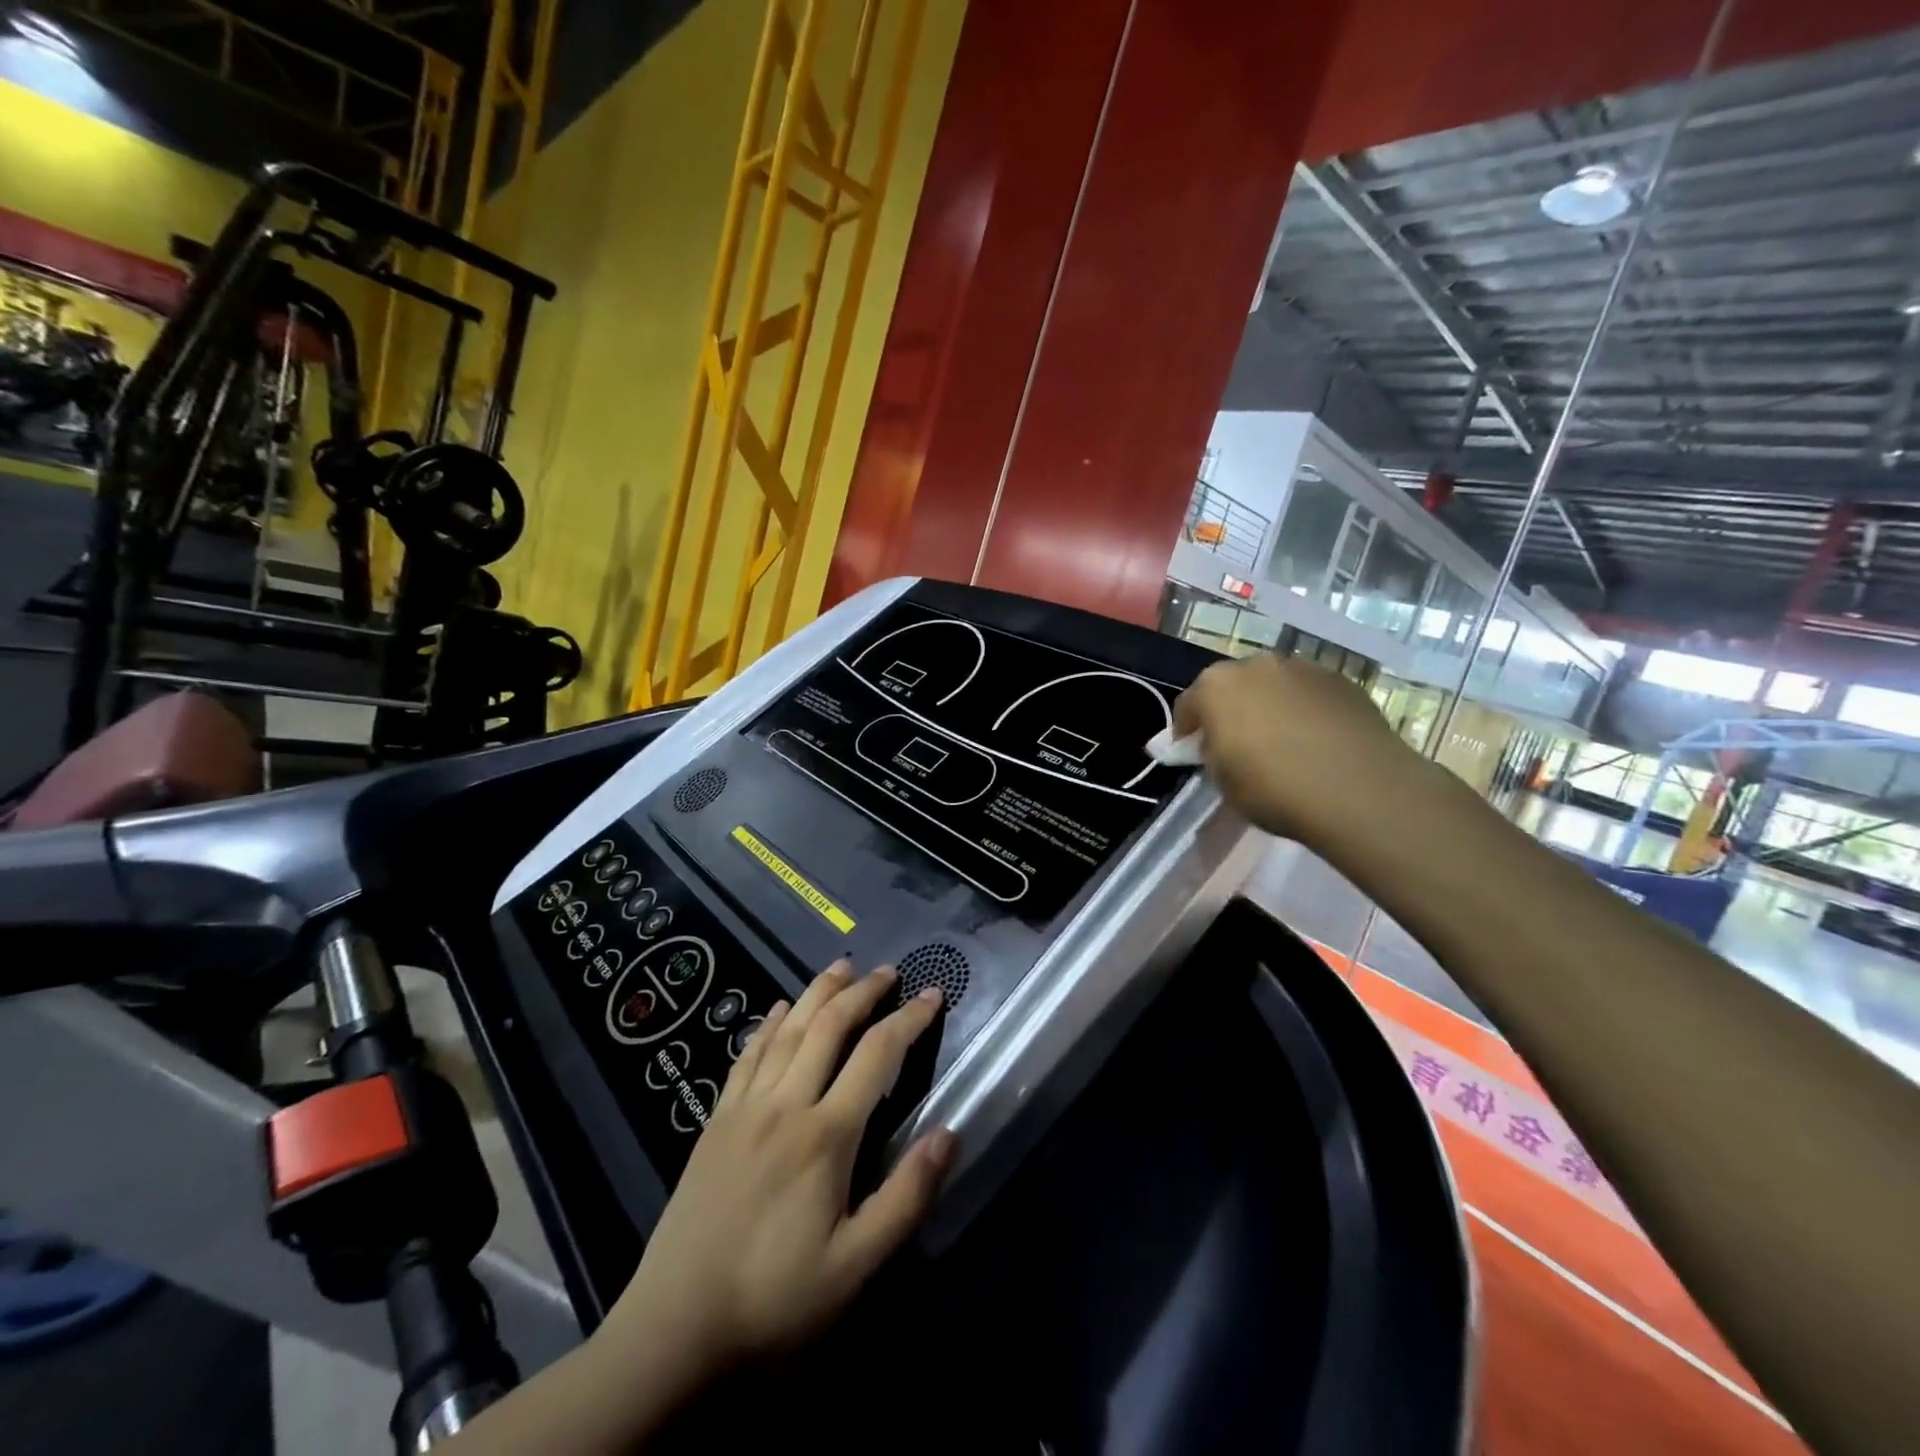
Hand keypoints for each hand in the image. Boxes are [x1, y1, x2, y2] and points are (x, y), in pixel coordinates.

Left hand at [605, 961, 953, 1383]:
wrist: (674, 1331)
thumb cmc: (775, 1301)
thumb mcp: (856, 1267)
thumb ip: (906, 1197)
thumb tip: (949, 1133)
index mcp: (826, 1135)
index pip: (877, 1054)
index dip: (909, 1019)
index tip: (933, 995)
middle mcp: (786, 1104)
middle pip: (829, 1026)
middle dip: (863, 991)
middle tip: (888, 971)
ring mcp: (745, 1108)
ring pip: (788, 1030)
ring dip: (817, 993)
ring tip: (841, 967)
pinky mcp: (716, 1122)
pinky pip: (747, 1056)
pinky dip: (768, 1025)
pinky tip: (777, 1009)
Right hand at [1172, 652, 1416, 841]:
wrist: (1359, 790)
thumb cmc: (1273, 788)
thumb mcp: (1222, 781)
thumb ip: (1211, 754)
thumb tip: (1214, 744)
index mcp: (1216, 686)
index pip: (1188, 705)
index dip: (1187, 732)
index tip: (1193, 754)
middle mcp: (1256, 665)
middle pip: (1232, 687)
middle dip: (1229, 711)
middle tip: (1237, 745)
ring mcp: (1303, 668)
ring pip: (1273, 686)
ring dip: (1269, 706)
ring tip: (1282, 743)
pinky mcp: (1342, 681)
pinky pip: (1309, 694)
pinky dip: (1304, 711)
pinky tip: (1315, 742)